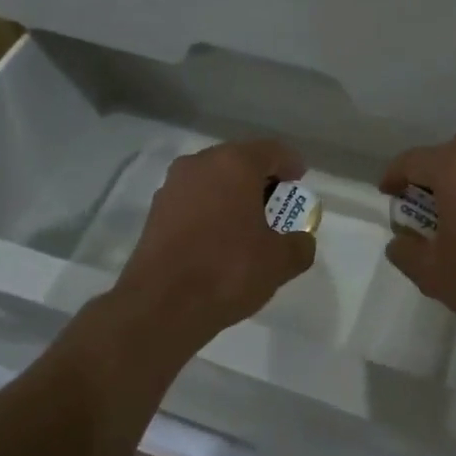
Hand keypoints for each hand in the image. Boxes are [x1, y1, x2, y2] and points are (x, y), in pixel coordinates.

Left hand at [115, 139, 316, 338]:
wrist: (161, 305)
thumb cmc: (227, 270)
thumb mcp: (280, 262)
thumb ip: (299, 245)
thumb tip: (300, 241)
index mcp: (234, 164)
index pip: (271, 151)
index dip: (290, 163)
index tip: (300, 181)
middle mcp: (200, 164)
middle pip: (239, 161)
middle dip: (261, 179)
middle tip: (278, 204)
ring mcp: (172, 186)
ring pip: (213, 180)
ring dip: (233, 194)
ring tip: (249, 223)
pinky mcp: (155, 211)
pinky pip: (193, 200)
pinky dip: (211, 210)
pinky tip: (220, 238)